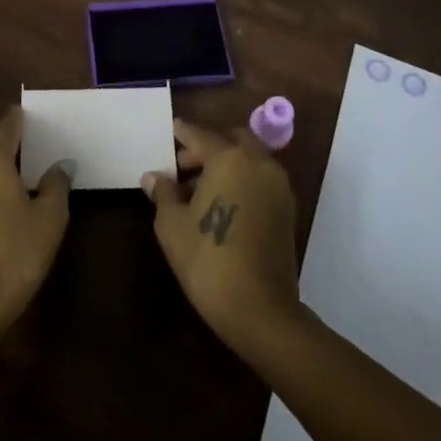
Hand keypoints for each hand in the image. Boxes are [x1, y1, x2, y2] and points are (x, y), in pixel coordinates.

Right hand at [144, 118, 301, 354]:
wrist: (260, 310)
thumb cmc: (208, 260)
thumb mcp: (173, 225)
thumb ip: (164, 193)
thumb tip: (154, 177)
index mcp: (229, 158)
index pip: (200, 135)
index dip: (183, 133)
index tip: (172, 130)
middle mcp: (258, 163)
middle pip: (231, 140)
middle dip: (208, 146)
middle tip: (184, 165)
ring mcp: (277, 186)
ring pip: (249, 159)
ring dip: (226, 163)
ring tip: (199, 189)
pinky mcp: (287, 209)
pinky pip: (259, 179)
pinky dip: (242, 179)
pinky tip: (221, 204)